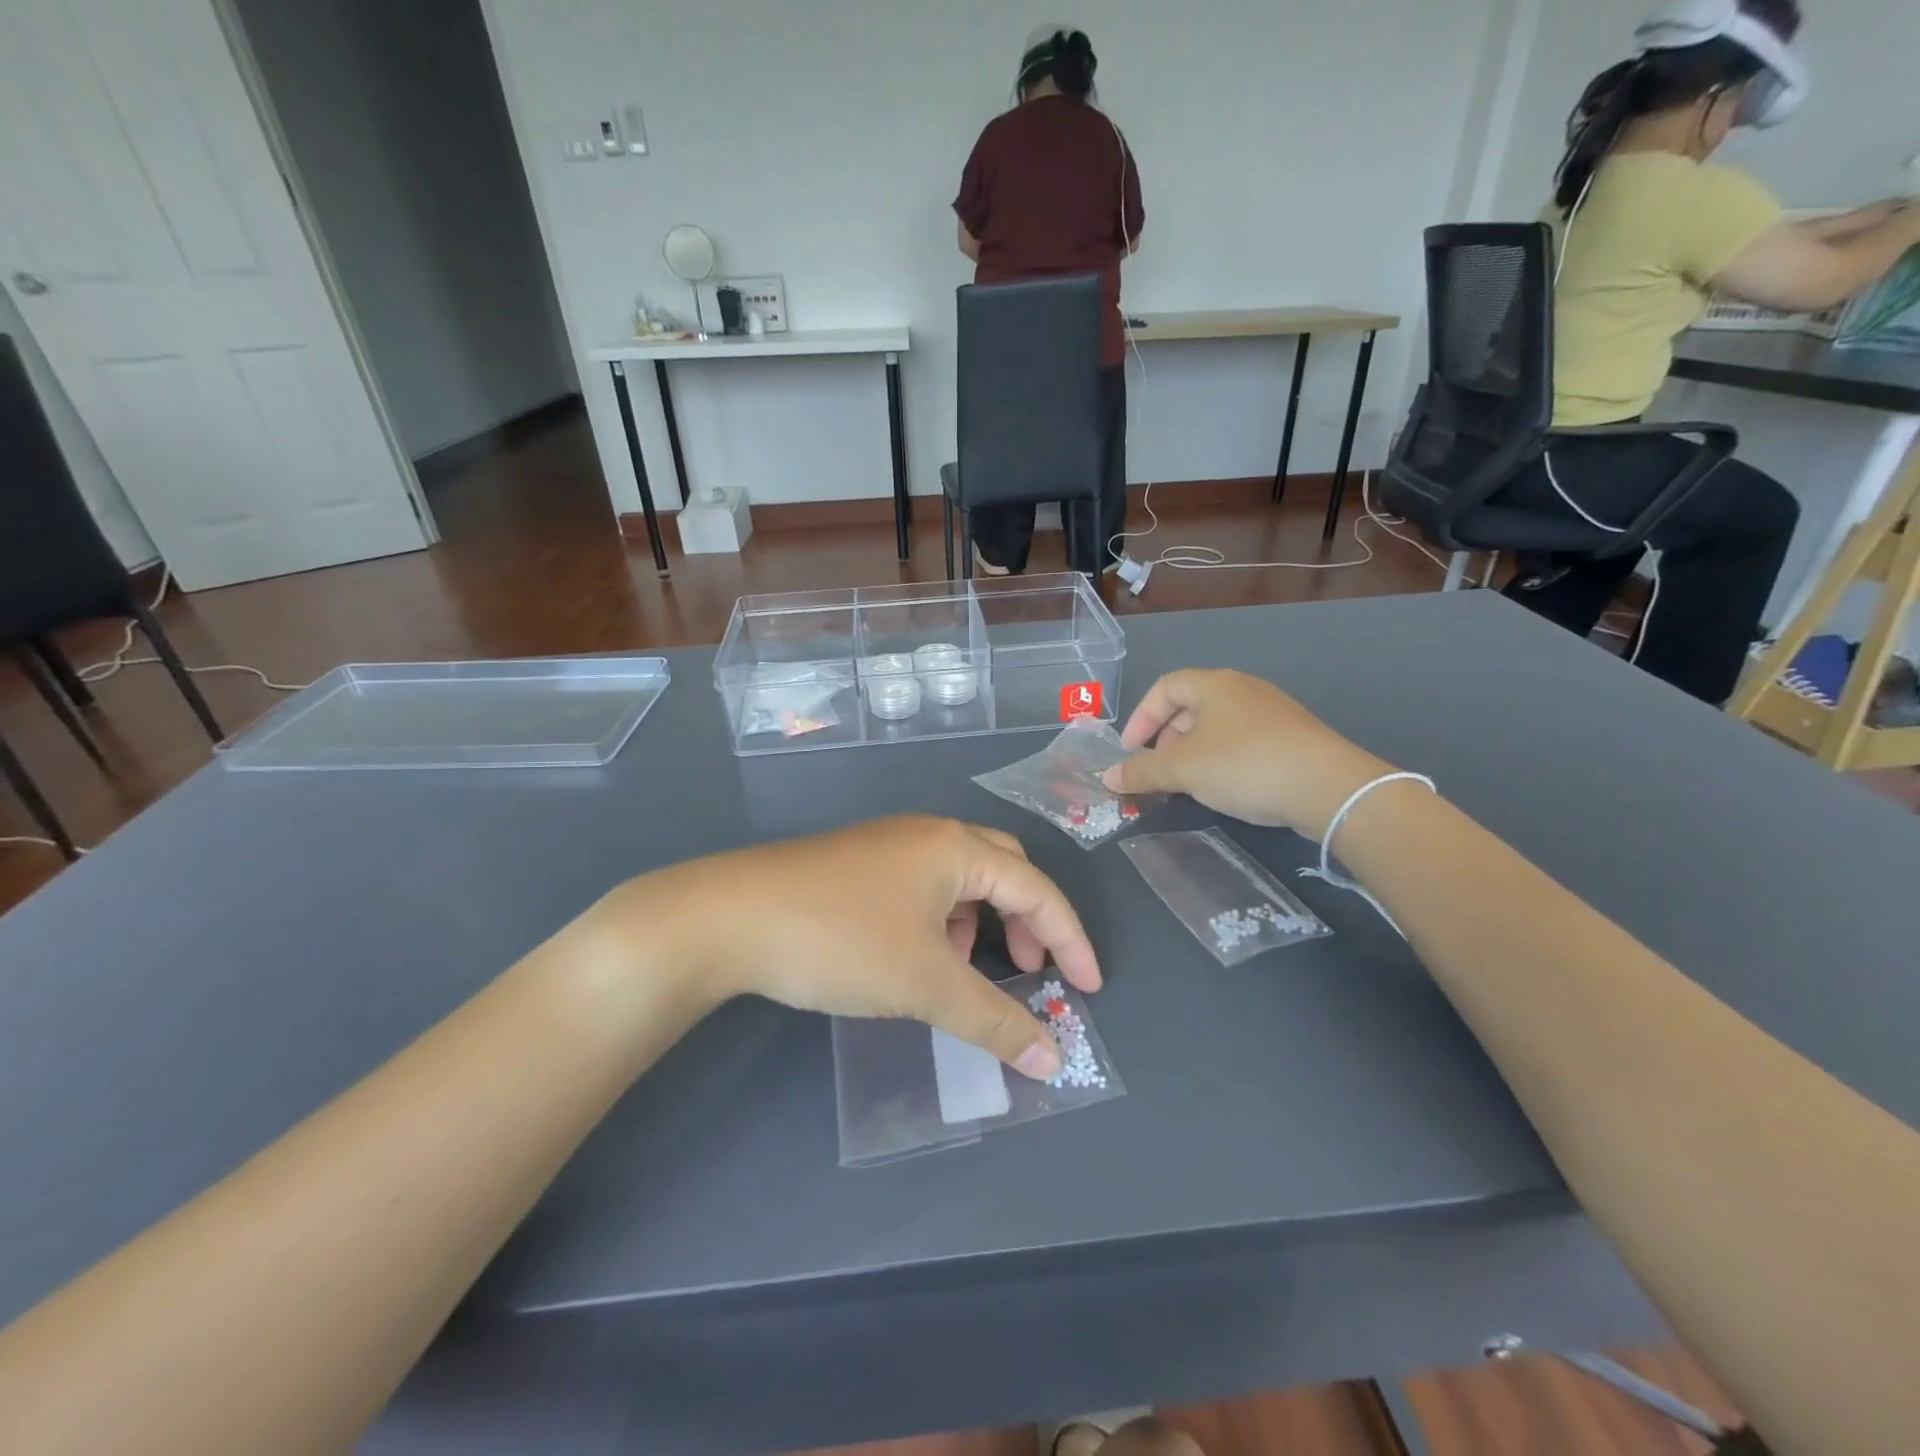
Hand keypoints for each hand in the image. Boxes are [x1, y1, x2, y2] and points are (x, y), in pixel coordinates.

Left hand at [610, 817, 1100, 1079]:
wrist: (727, 918)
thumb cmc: (841, 940)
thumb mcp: (925, 983)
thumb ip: (993, 1020)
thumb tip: (1052, 1058)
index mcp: (955, 847)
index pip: (1038, 889)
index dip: (1071, 939)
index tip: (1088, 989)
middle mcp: (927, 835)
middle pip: (1003, 870)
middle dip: (1027, 920)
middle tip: (1029, 969)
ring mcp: (888, 845)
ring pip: (959, 879)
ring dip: (980, 921)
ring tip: (964, 970)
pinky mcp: (857, 865)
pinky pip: (923, 887)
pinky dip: (941, 921)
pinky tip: (916, 957)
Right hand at [1102, 669, 1391, 839]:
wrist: (1328, 788)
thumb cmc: (1244, 765)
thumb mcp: (1183, 770)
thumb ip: (1142, 771)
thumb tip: (1108, 777)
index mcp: (1215, 685)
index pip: (1165, 688)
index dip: (1140, 718)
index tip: (1130, 751)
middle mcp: (1243, 690)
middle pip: (1190, 706)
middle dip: (1165, 738)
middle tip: (1157, 769)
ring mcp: (1272, 713)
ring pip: (1216, 726)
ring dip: (1192, 752)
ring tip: (1186, 783)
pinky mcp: (1291, 738)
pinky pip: (1242, 741)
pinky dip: (1220, 759)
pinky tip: (1223, 787)